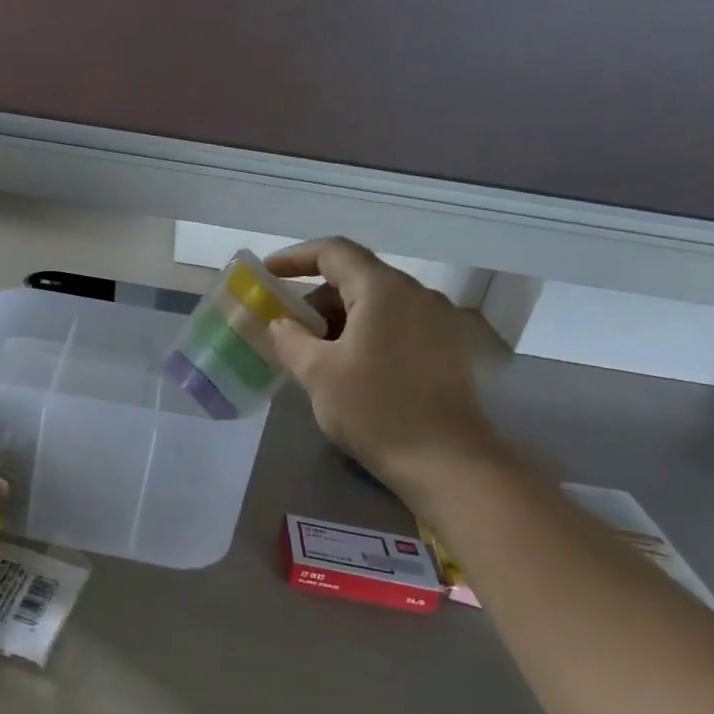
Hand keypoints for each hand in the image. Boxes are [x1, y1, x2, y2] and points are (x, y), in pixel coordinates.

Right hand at [265, 238, 505, 502]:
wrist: (446, 461)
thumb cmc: (376, 410)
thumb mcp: (317, 373)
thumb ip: (290, 339)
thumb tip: (282, 324)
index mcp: (383, 290)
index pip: (333, 252)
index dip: (294, 257)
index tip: (266, 273)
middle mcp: (415, 294)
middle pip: (355, 278)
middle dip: (314, 298)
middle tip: (284, 326)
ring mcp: (436, 321)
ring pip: (376, 304)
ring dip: (338, 319)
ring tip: (311, 352)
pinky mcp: (445, 348)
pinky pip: (395, 324)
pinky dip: (363, 333)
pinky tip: (347, 367)